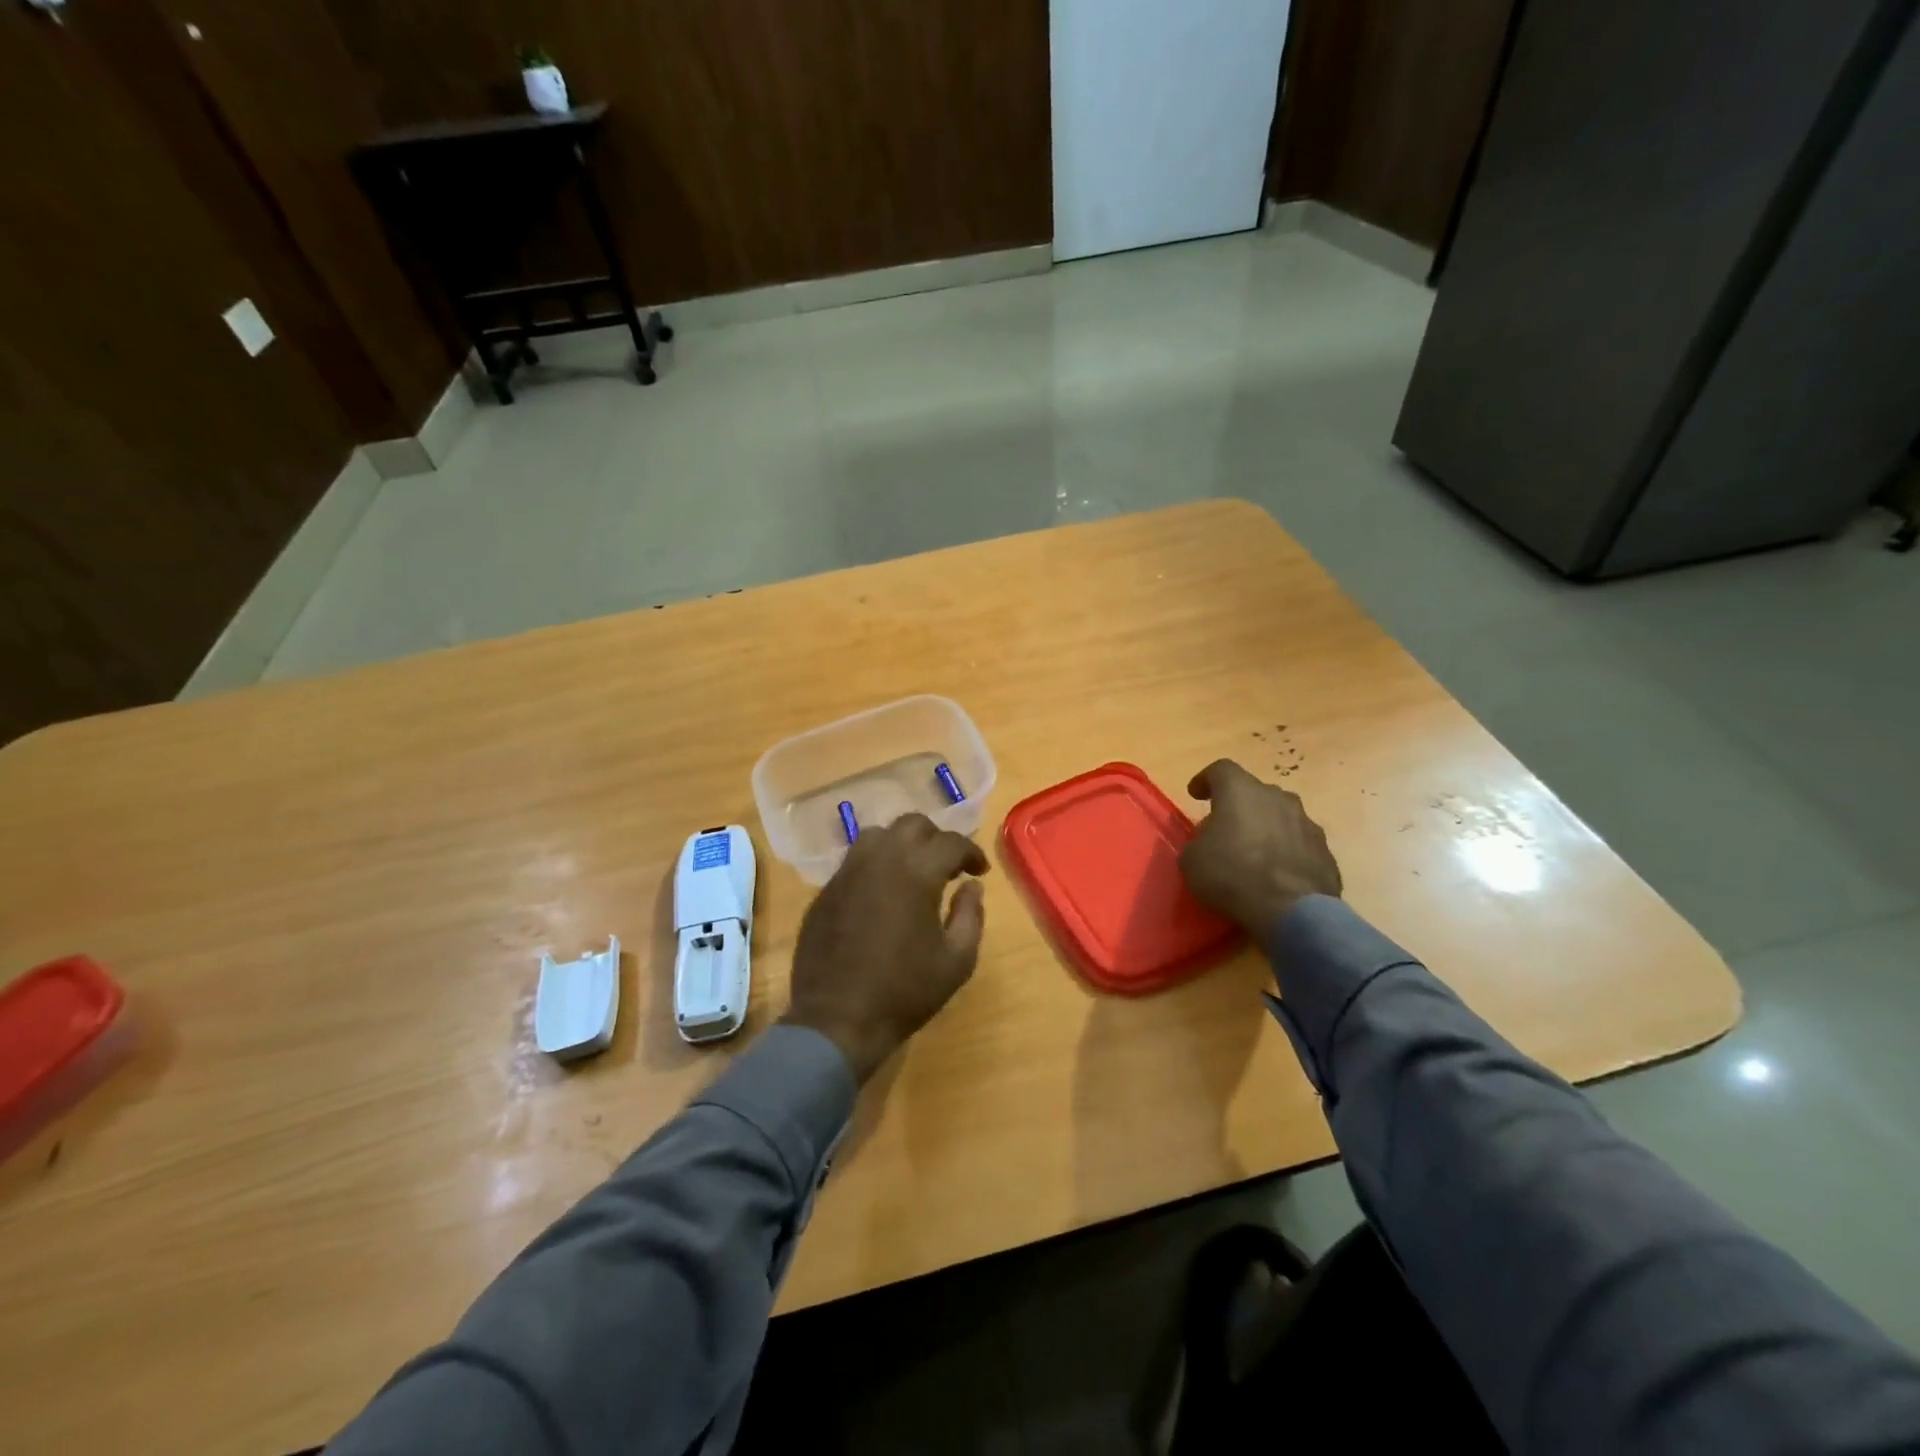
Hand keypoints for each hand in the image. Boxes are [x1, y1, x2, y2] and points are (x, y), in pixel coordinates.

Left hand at [781, 813, 988, 1083]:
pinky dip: (874, 865)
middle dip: (936, 839)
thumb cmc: (905, 992)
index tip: (979, 872)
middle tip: (947, 867)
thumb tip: (971, 887)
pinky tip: (881, 894)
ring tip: (912, 873)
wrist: (838, 1021)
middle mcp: (880, 859)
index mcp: (917, 872)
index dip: (971, 853)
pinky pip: (854, 861)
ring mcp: (847, 872)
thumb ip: (970, 915)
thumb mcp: (957, 961)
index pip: (951, 842)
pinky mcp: (826, 890)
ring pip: (878, 835)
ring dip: (901, 845)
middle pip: (912, 825)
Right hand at [1179, 759, 1341, 933]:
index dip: (1206, 780)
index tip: (1196, 794)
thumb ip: (1199, 842)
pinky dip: (1286, 852)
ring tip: (1254, 853)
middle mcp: (1278, 797)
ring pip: (1280, 816)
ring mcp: (1307, 823)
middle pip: (1255, 792)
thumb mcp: (1192, 860)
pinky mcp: (1326, 851)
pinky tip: (1277, 874)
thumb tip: (1209, 843)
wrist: (1292, 911)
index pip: (1221, 770)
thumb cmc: (1232, 875)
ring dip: (1266, 828)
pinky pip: (1299, 843)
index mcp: (1241, 791)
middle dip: (1239, 807)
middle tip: (1225, 829)